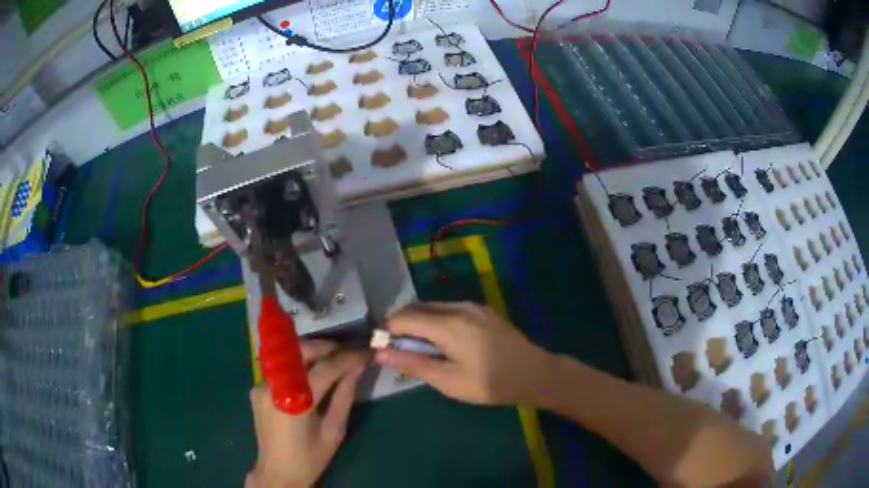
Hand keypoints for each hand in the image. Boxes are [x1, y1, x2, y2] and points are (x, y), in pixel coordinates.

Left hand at [246, 340, 366, 487]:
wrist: (277, 472)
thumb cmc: (310, 458)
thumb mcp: (334, 431)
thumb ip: (344, 396)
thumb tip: (357, 368)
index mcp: (295, 402)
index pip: (324, 369)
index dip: (347, 358)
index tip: (365, 353)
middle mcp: (273, 387)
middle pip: (300, 351)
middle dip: (326, 347)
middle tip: (347, 352)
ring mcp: (261, 386)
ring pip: (288, 356)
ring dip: (311, 353)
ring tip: (332, 358)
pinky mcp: (257, 388)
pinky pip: (280, 368)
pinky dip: (298, 365)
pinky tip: (311, 374)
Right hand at [374, 302, 551, 405]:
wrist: (533, 374)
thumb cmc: (489, 383)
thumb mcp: (448, 380)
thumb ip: (412, 364)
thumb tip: (380, 354)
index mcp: (448, 324)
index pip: (404, 317)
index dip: (388, 331)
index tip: (383, 349)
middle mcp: (459, 306)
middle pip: (417, 308)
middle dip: (403, 325)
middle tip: (401, 351)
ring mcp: (473, 305)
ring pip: (434, 307)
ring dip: (420, 322)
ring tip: (422, 349)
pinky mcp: (483, 310)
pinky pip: (450, 309)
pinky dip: (437, 321)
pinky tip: (444, 342)